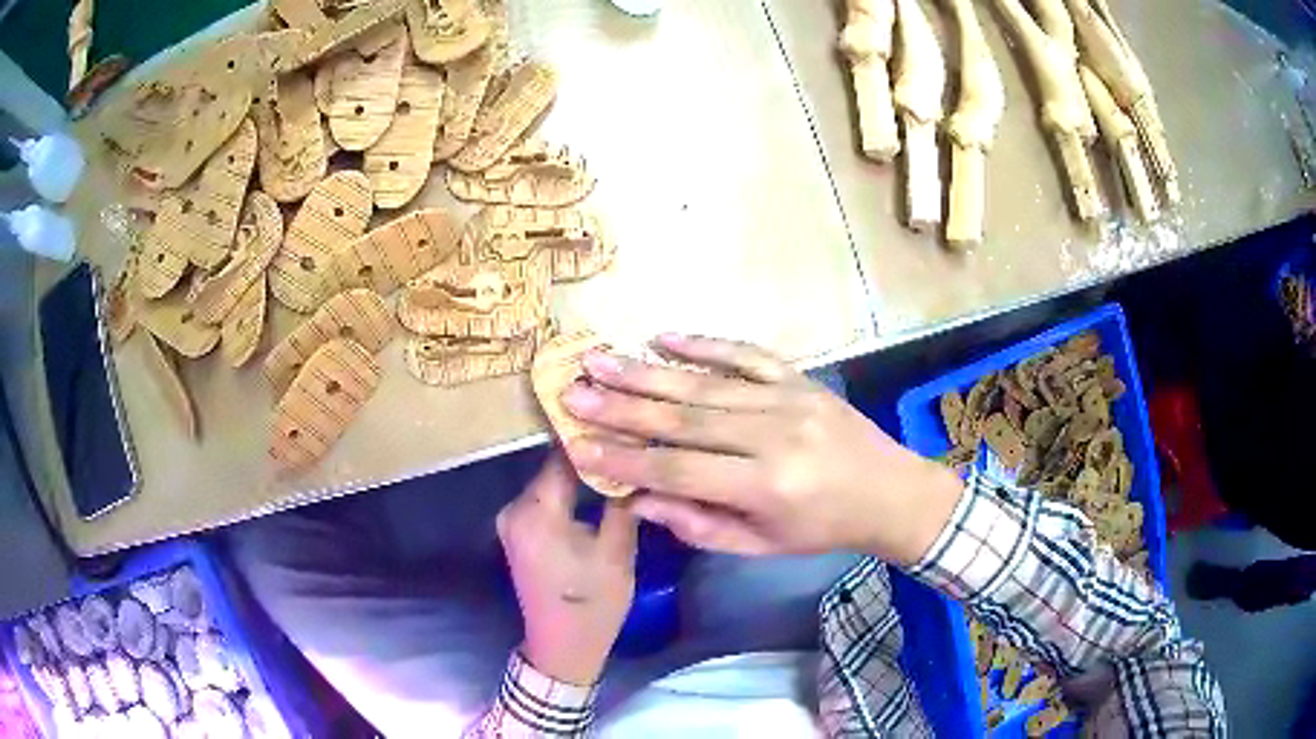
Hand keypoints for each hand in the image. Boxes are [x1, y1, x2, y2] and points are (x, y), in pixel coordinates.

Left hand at [497, 455, 637, 685]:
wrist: (562, 648)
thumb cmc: (592, 603)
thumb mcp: (617, 553)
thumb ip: (621, 501)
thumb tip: (633, 461)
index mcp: (536, 511)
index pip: (562, 454)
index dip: (592, 436)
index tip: (622, 419)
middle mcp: (514, 508)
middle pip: (553, 466)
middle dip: (589, 452)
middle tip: (627, 438)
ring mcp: (511, 521)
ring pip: (550, 482)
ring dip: (579, 472)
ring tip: (617, 458)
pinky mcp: (517, 532)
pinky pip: (544, 499)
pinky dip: (568, 491)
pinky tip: (595, 486)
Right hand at [561, 334, 964, 563]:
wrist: (889, 492)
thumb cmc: (823, 529)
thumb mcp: (762, 544)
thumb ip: (699, 524)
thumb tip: (638, 499)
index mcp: (766, 485)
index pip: (681, 470)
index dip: (627, 460)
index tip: (579, 446)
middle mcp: (773, 435)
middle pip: (685, 419)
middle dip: (622, 406)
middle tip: (573, 392)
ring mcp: (787, 398)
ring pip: (705, 383)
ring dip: (647, 371)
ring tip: (599, 359)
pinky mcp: (798, 378)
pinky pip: (746, 354)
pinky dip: (704, 343)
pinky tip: (663, 336)